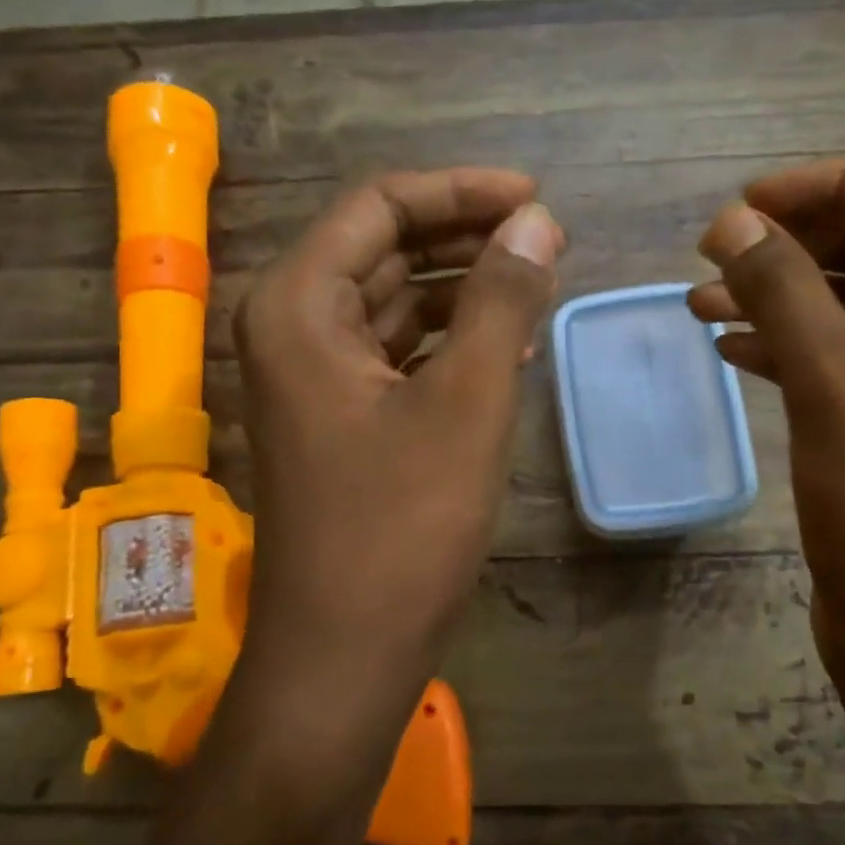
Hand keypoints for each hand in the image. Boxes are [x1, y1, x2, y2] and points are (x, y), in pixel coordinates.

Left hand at [234, 169, 562, 720]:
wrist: (346, 652)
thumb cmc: (401, 526)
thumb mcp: (466, 402)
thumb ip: (502, 301)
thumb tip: (537, 222)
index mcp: (300, 305)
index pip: (380, 207)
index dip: (461, 191)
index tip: (535, 198)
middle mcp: (294, 327)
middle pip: (386, 248)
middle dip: (468, 238)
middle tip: (549, 240)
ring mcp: (315, 375)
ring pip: (397, 301)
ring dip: (466, 289)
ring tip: (540, 285)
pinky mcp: (342, 416)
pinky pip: (400, 352)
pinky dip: (453, 340)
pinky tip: (510, 344)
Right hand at [689, 155, 844, 736]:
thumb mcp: (842, 389)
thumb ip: (785, 291)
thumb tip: (730, 220)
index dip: (830, 183)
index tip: (743, 205)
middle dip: (798, 238)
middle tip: (715, 249)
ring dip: (784, 292)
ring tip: (703, 299)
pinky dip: (790, 341)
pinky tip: (730, 345)